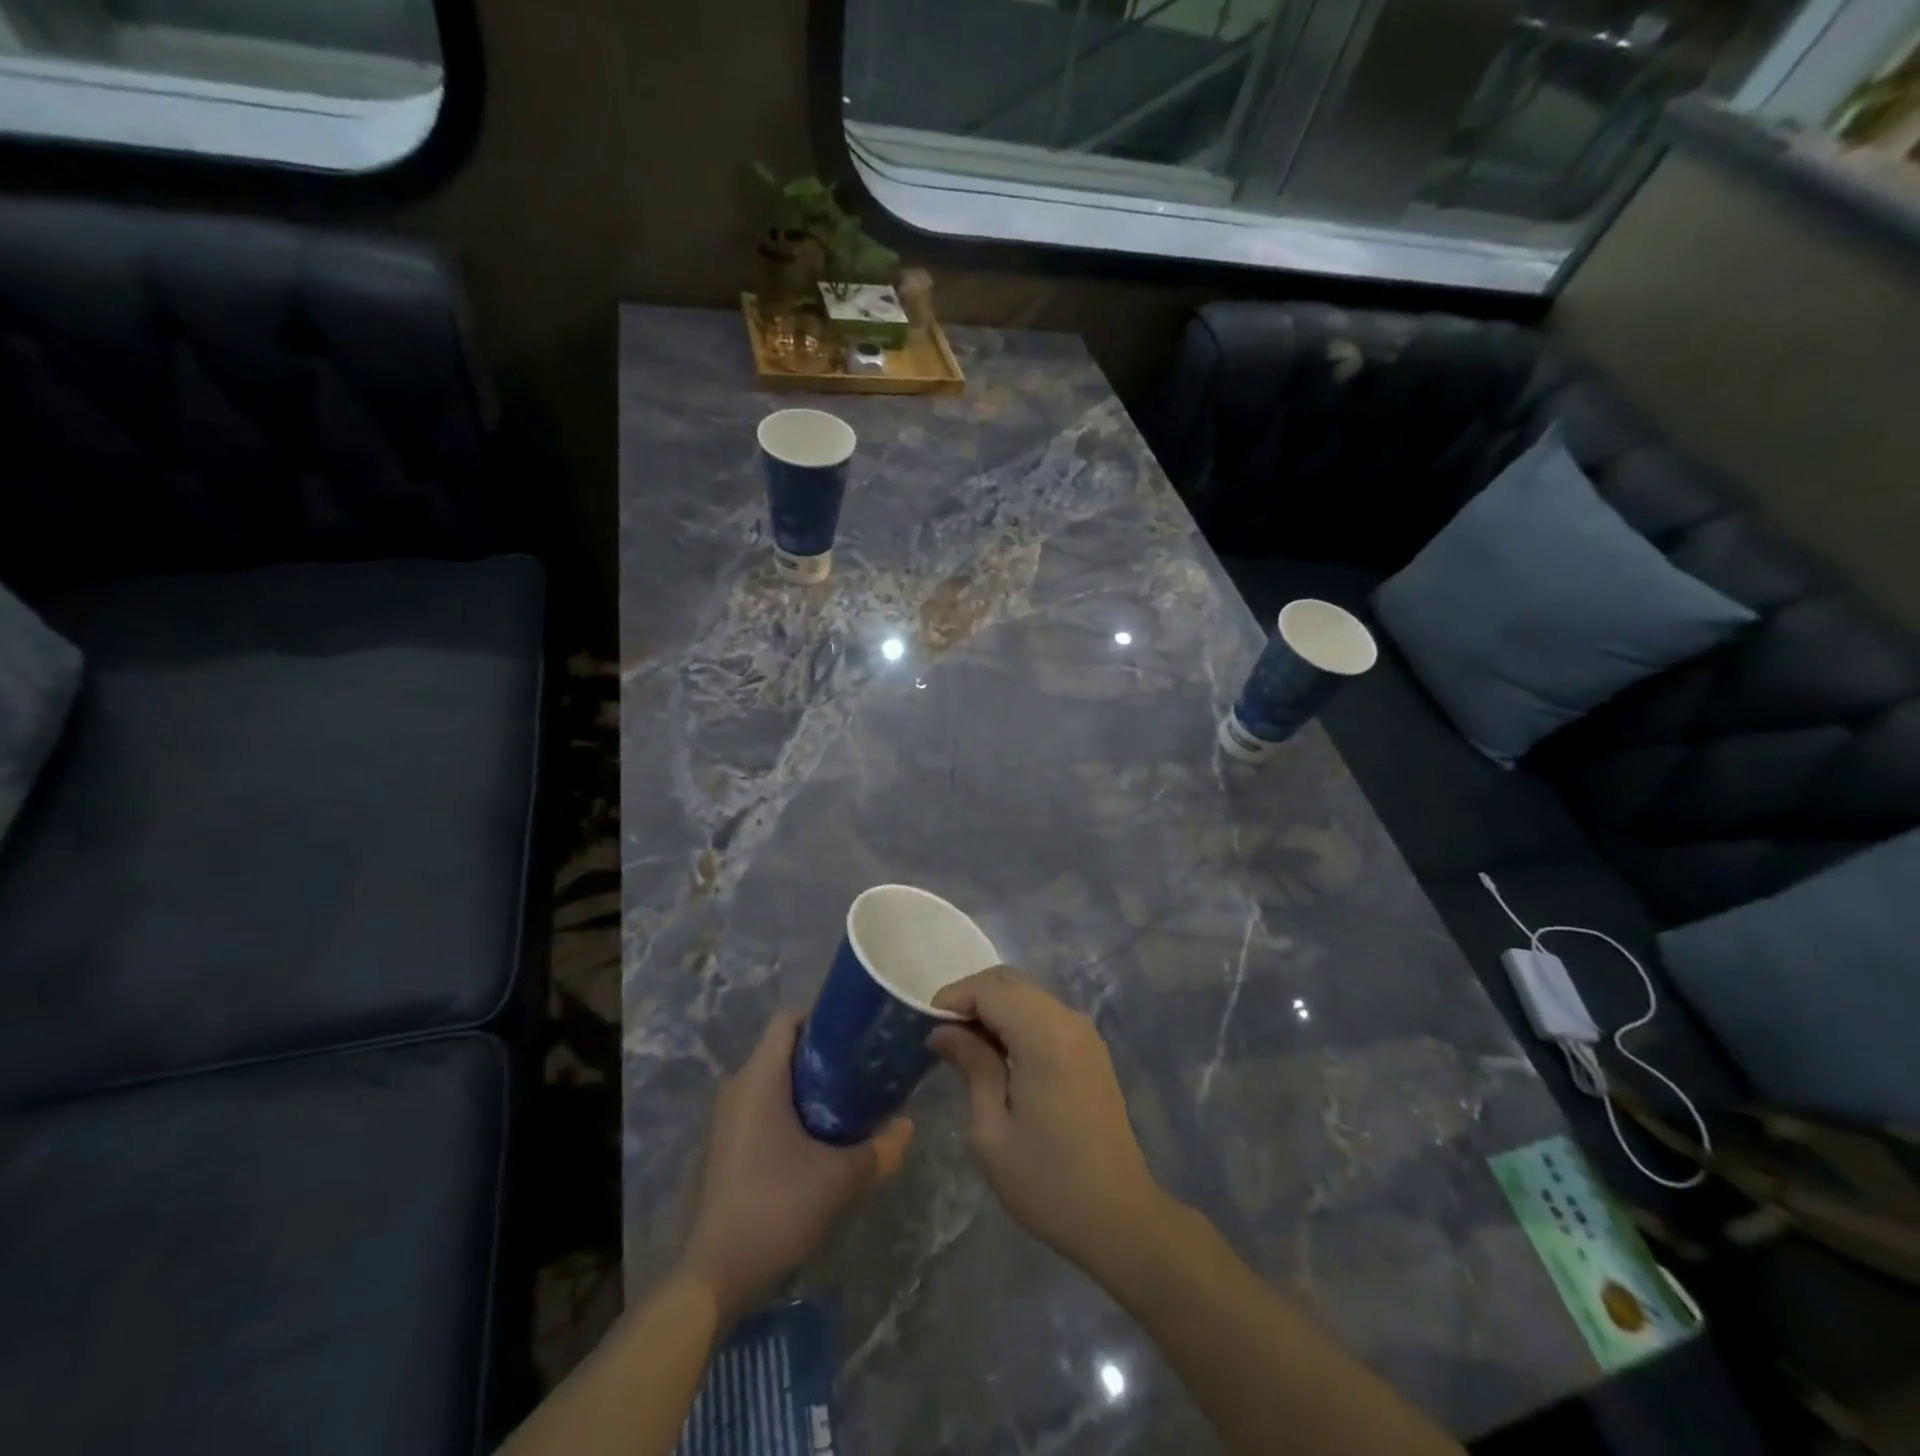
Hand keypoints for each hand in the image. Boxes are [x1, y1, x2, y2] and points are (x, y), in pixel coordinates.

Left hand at [678, 1012, 913, 1323]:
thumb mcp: (839, 1180)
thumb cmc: (775, 1210)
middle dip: (825, 1052)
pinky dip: (793, 1107)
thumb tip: (909, 1125)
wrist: (714, 1278)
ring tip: (852, 1098)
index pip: (788, 1020)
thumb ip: (880, 1149)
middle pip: (784, 1048)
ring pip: (775, 1079)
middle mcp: (738, 1087)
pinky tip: (822, 1134)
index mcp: (759, 1079)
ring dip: (811, 1084)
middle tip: (864, 1065)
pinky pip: (764, 1105)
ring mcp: (728, 1118)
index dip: (823, 1015)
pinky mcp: (727, 1144)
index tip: (858, 1030)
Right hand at [929, 968, 1170, 1283]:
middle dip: (971, 998)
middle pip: (1010, 982)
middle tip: (942, 1035)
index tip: (925, 1027)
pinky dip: (1016, 1019)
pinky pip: (1045, 1014)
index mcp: (1044, 1035)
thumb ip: (971, 1066)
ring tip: (965, 1046)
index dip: (953, 998)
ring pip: (1028, 994)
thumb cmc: (1047, 1181)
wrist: (1118, 1217)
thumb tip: (944, 1031)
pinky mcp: (1090, 1049)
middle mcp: (1068, 1020)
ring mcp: (1084, 1032)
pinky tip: (999, 1055)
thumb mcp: (991, 1130)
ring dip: (994, 1008)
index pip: (990, 989)